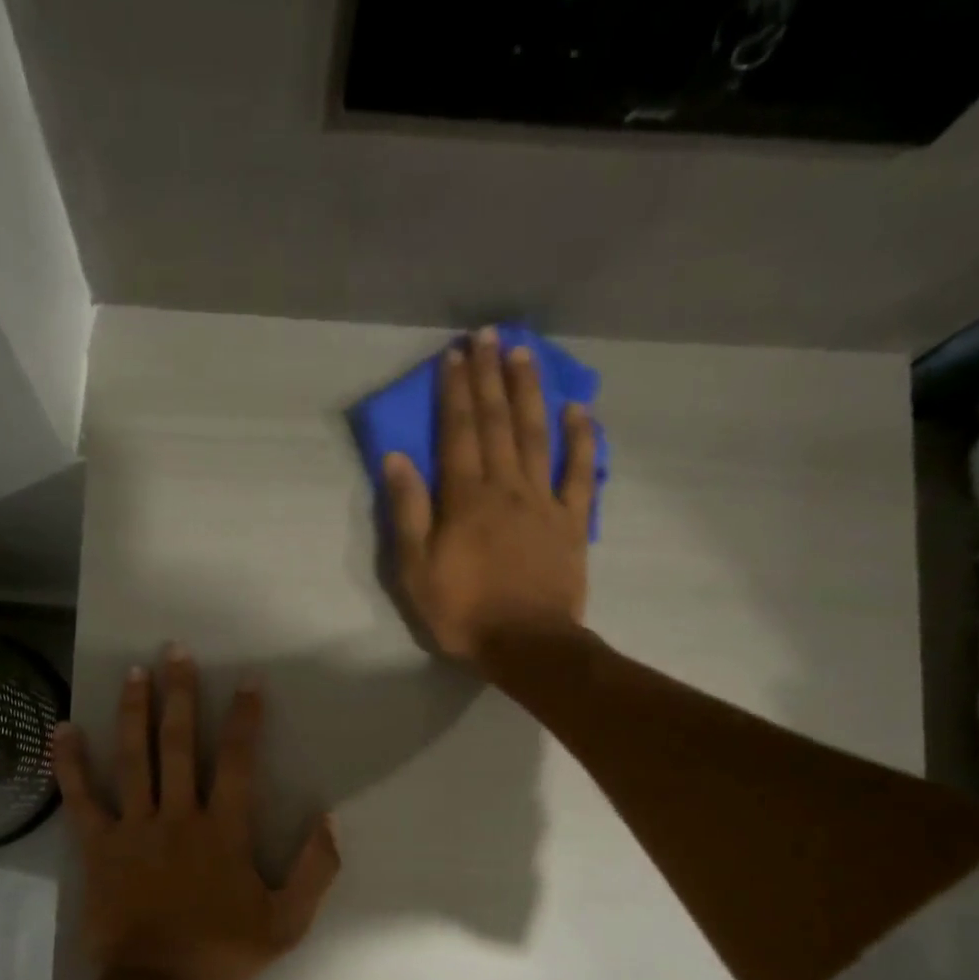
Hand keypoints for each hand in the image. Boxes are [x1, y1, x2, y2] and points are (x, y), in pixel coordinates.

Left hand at [51, 646, 340, 979]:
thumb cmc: (222, 952)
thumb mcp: (287, 921)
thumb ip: (314, 869)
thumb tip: (329, 818)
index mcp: (223, 830)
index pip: (239, 761)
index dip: (246, 718)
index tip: (248, 681)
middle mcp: (178, 815)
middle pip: (179, 744)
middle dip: (180, 695)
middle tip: (175, 652)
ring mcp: (134, 828)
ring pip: (134, 758)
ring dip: (134, 712)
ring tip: (133, 672)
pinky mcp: (99, 846)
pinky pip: (81, 798)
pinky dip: (71, 763)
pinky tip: (63, 729)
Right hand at [382, 326, 595, 666]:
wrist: (526, 645)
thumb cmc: (463, 612)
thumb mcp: (416, 570)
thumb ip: (408, 512)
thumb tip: (397, 458)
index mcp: (465, 499)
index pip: (458, 432)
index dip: (454, 392)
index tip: (453, 355)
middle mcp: (506, 487)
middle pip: (497, 423)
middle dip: (489, 376)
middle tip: (487, 335)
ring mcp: (543, 501)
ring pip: (536, 435)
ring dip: (529, 392)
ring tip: (524, 353)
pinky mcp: (572, 521)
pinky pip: (578, 472)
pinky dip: (581, 438)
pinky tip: (578, 409)